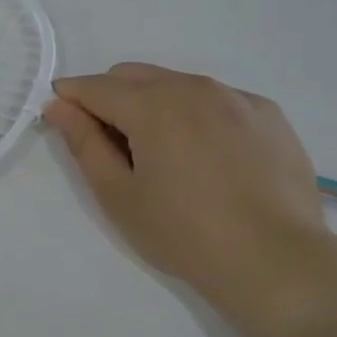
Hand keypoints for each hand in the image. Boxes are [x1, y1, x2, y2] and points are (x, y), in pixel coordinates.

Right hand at [44, 64, 336, 314]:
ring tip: (162, 153)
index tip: (61, 118)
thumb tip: (59, 107)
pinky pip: (218, 99)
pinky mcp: (268, 114)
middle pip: (134, 75)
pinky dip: (197, 113)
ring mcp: (236, 97)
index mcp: (152, 105)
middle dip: (110, 97)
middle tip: (111, 145)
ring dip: (154, 103)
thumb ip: (84, 144)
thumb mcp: (119, 196)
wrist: (277, 261)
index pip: (95, 87)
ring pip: (177, 83)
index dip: (71, 98)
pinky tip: (208, 156)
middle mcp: (194, 87)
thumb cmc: (184, 234)